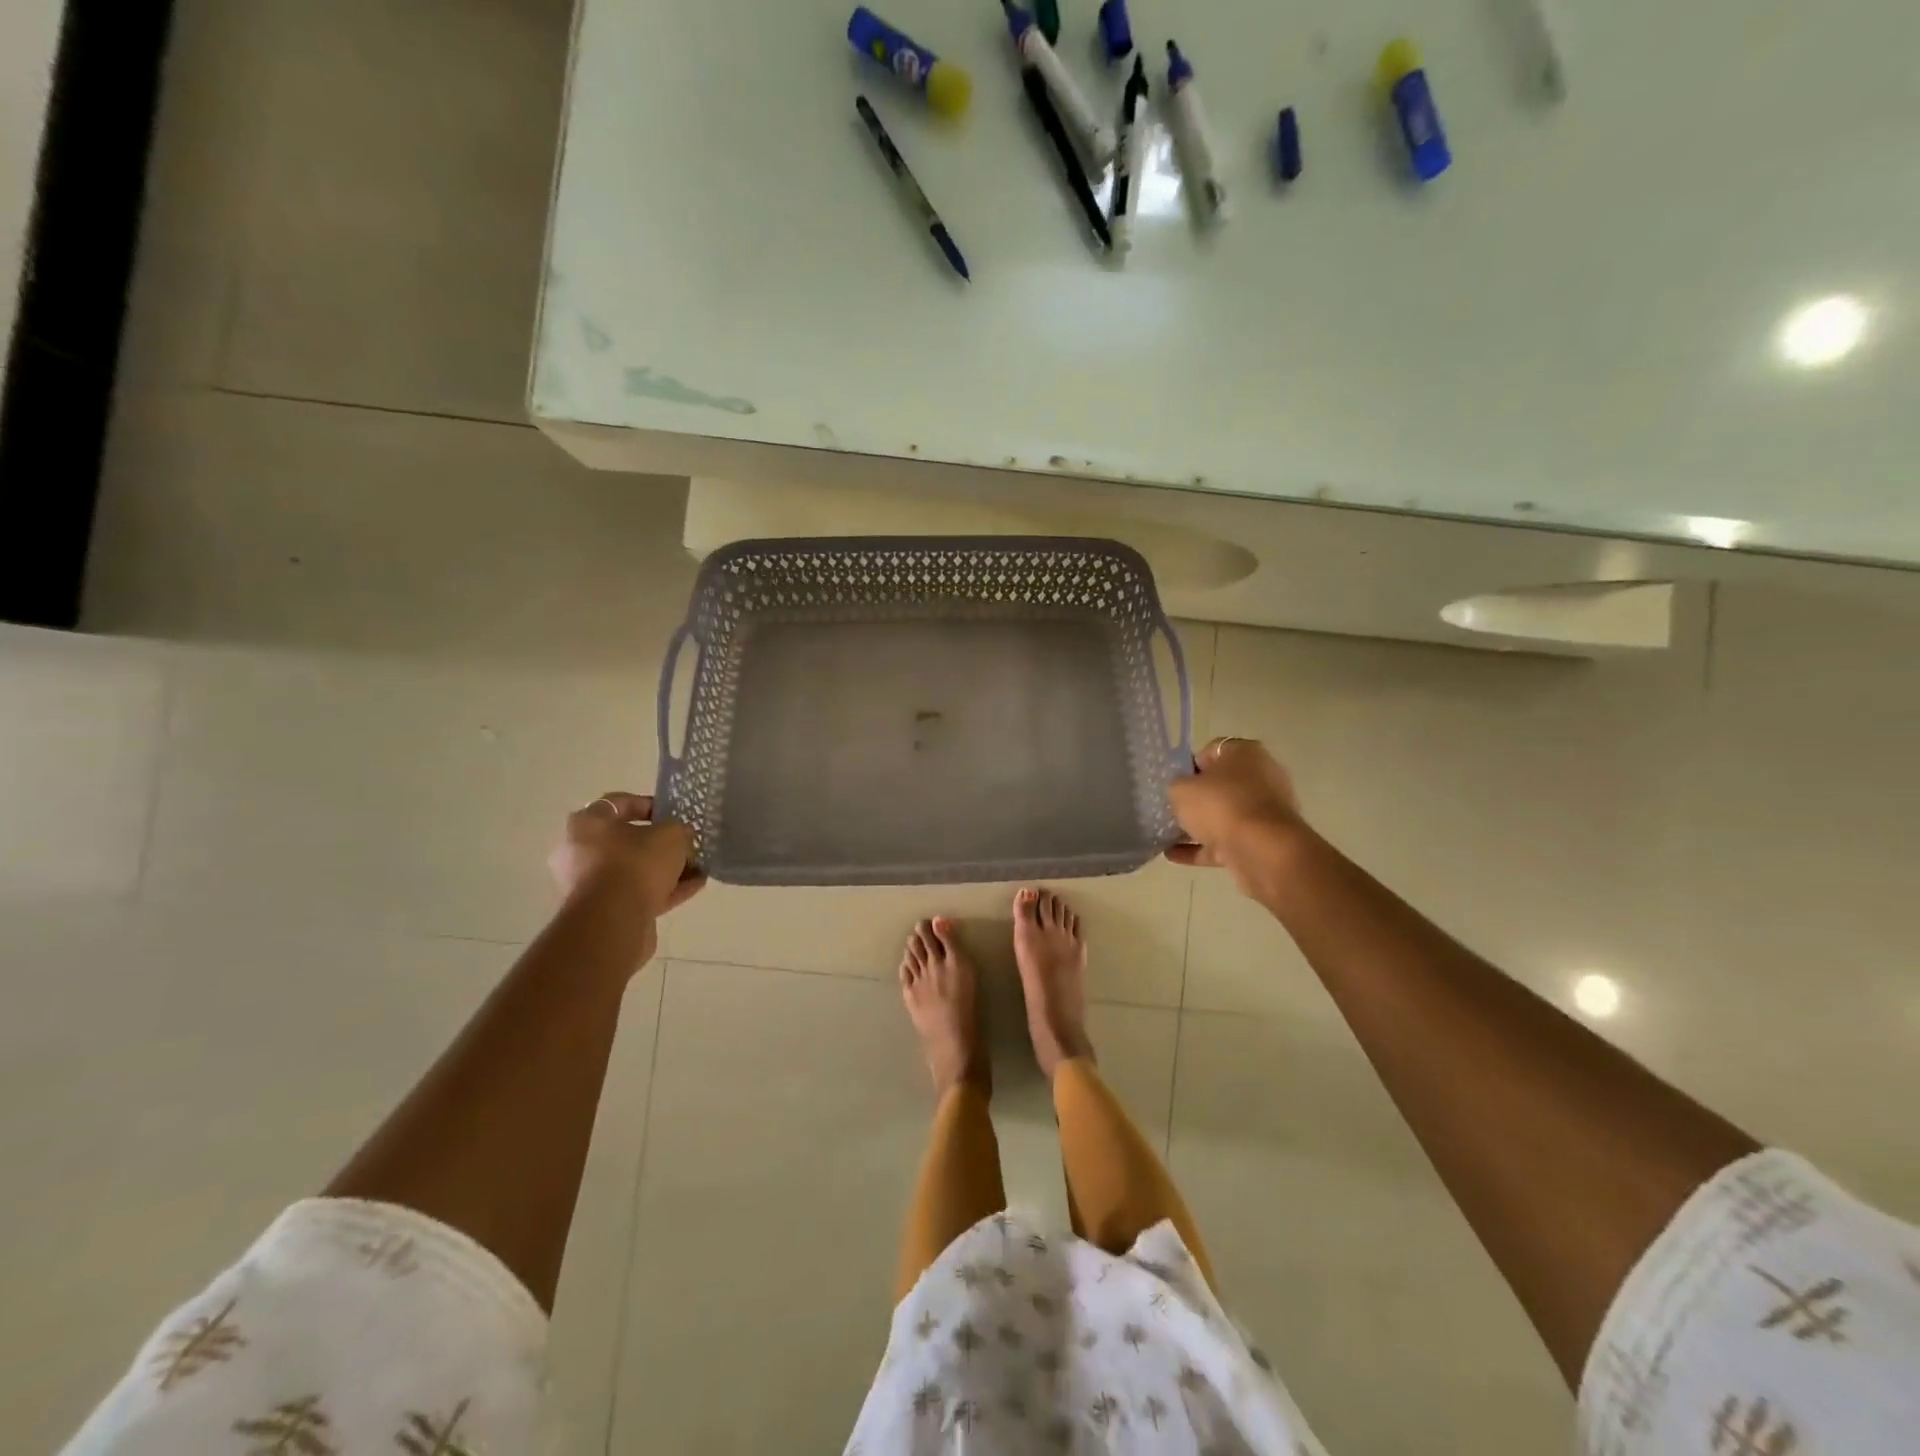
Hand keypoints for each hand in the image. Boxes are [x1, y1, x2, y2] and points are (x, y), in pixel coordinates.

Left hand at [549, 792, 706, 914]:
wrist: (613, 921)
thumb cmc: (636, 863)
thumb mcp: (672, 835)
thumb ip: (679, 830)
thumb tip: (680, 837)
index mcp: (587, 823)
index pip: (619, 803)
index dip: (649, 804)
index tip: (673, 814)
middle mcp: (579, 851)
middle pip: (626, 840)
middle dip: (659, 843)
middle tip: (685, 844)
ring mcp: (588, 884)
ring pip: (633, 870)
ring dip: (664, 869)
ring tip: (697, 869)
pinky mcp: (601, 911)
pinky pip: (636, 893)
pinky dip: (663, 890)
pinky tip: (693, 887)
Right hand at [1165, 737, 1305, 894]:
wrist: (1262, 850)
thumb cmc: (1220, 805)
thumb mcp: (1181, 789)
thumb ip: (1177, 786)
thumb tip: (1181, 791)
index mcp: (1245, 753)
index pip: (1211, 752)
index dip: (1188, 766)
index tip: (1172, 782)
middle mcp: (1262, 776)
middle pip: (1221, 785)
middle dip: (1196, 798)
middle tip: (1171, 808)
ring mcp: (1265, 811)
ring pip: (1225, 815)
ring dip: (1199, 825)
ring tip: (1168, 835)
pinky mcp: (1264, 840)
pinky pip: (1227, 841)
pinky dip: (1203, 848)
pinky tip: (1173, 855)